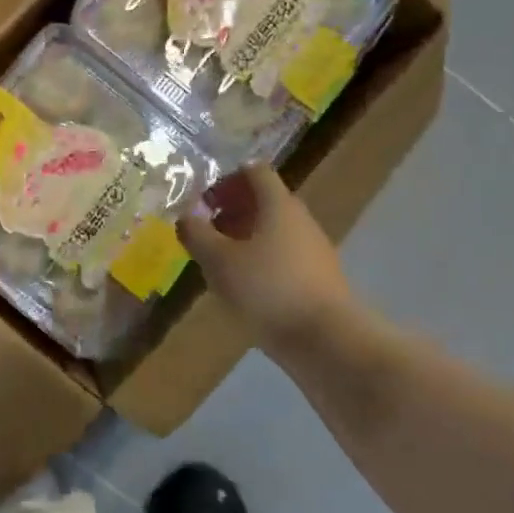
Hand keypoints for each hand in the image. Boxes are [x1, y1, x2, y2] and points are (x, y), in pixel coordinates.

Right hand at [179, 166, 356, 349]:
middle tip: (205, 231)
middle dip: (232, 210)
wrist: (327, 341)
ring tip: (219, 262)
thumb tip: (186, 216)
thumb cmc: (267, 290)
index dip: (226, 179)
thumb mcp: (219, 261)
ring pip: (274, 230)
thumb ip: (197, 234)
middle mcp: (300, 218)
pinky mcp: (318, 277)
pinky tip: (244, 286)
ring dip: (245, 237)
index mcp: (278, 204)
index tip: (203, 201)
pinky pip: (284, 255)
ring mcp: (313, 249)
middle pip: (264, 200)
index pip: (254, 171)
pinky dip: (261, 260)